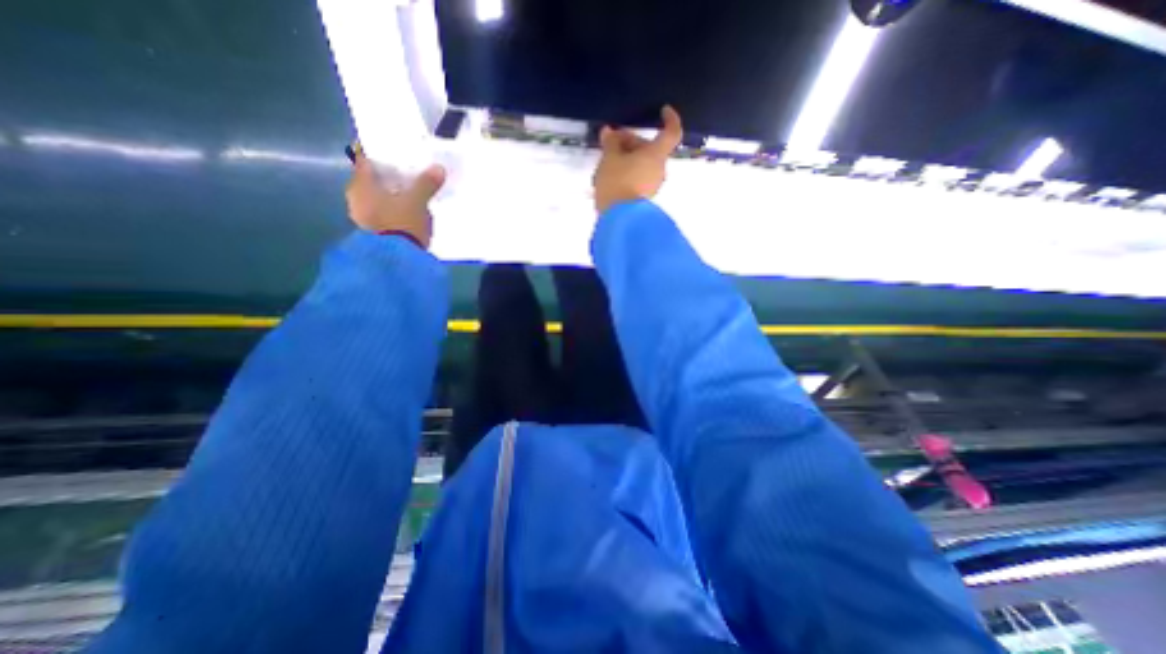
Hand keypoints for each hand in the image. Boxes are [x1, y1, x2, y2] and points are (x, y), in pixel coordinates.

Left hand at [345, 145, 448, 249]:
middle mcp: (356, 198)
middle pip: (371, 180)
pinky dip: (392, 209)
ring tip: (410, 194)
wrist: (396, 260)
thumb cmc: (401, 224)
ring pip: (376, 198)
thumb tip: (438, 168)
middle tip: (406, 173)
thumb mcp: (417, 202)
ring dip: (390, 195)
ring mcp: (363, 217)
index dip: (378, 154)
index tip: (392, 151)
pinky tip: (407, 212)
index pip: (365, 160)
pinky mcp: (373, 232)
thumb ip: (426, 184)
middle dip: (388, 177)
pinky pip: (382, 213)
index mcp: (361, 185)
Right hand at [593, 106, 685, 214]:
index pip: (671, 132)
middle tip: (610, 143)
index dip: (670, 119)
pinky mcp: (644, 199)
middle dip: (631, 143)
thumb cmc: (616, 182)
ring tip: (607, 161)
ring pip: (643, 165)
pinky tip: (611, 176)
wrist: (618, 218)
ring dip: (628, 159)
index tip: (663, 110)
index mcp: (656, 155)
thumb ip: (610, 143)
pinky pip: (638, 178)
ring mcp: (653, 186)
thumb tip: (609, 132)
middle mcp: (659, 169)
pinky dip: (628, 172)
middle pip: (650, 149)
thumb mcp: (609, 158)